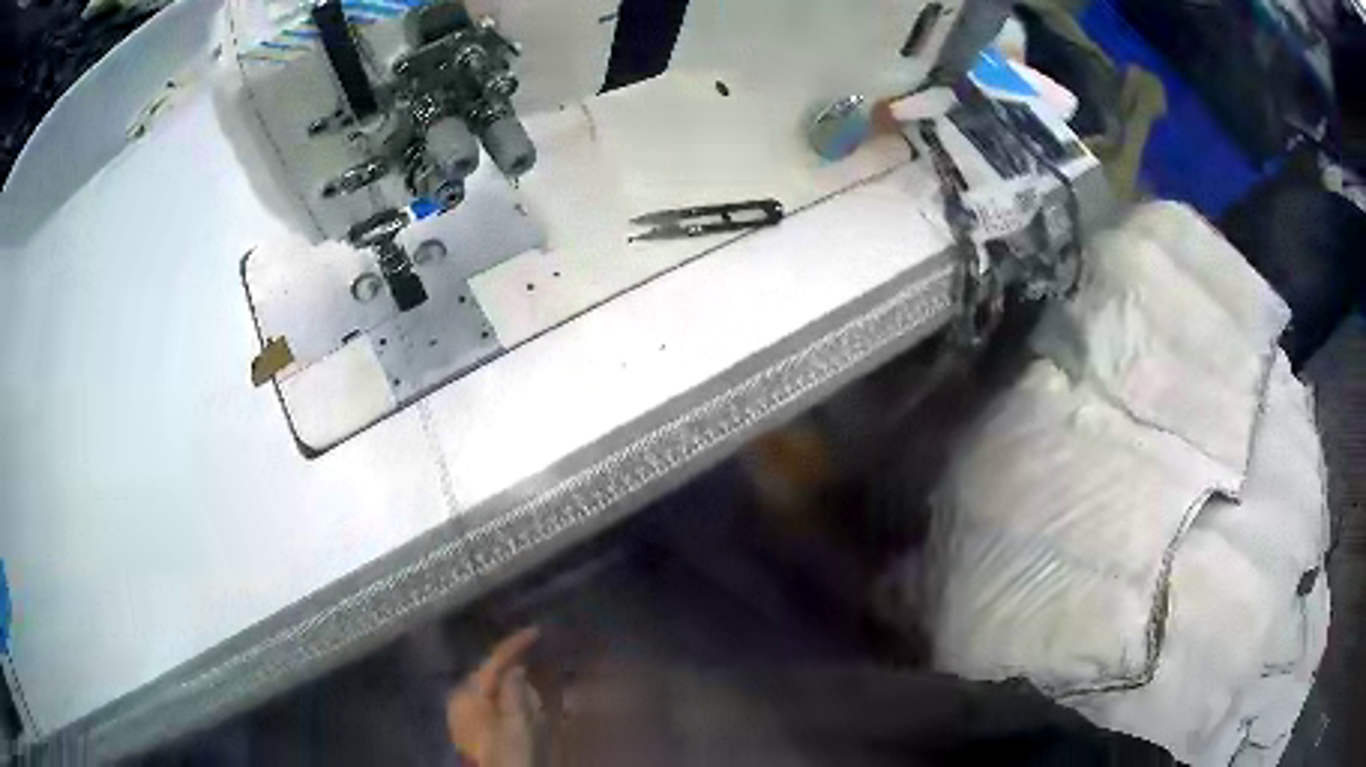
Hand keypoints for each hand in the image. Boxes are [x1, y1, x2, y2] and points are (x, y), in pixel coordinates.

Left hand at [447, 627, 541, 766]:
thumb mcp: (518, 725)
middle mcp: (459, 699)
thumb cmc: (507, 755)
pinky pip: (486, 701)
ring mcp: (461, 713)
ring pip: (487, 687)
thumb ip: (515, 693)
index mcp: (468, 695)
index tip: (536, 630)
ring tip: (531, 679)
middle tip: (536, 655)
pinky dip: (503, 696)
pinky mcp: (468, 726)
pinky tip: (517, 702)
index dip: (514, 645)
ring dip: (508, 680)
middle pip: (487, 672)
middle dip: (511, 663)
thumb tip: (516, 668)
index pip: (492, 662)